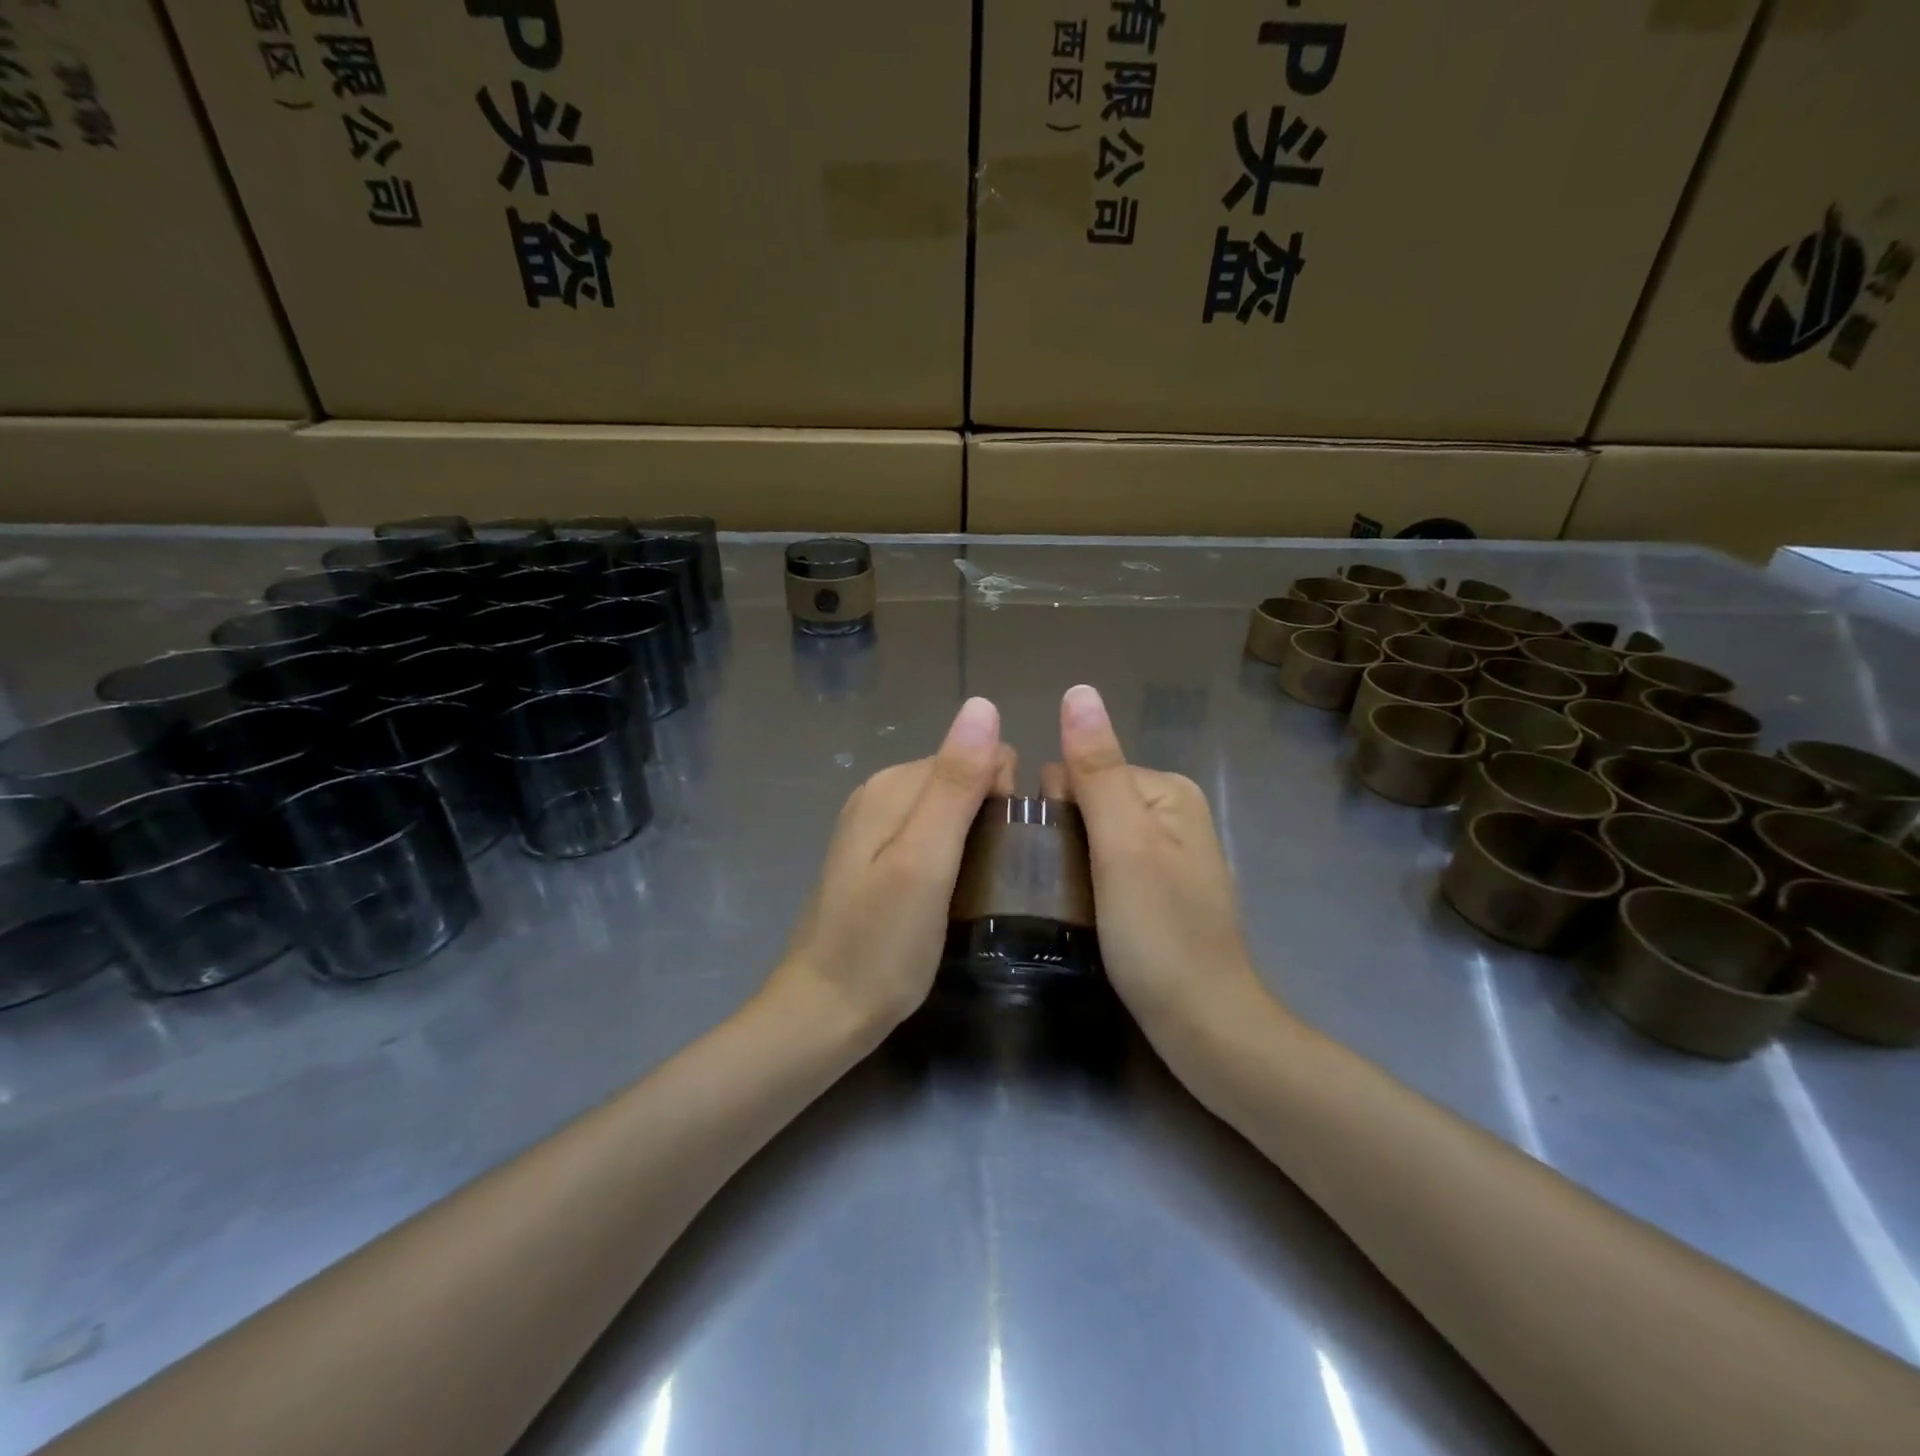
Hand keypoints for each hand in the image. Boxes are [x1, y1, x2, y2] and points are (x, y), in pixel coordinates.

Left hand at [772, 697, 1012, 1039]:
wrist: (823, 1012)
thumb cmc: (882, 944)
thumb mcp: (926, 861)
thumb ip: (956, 783)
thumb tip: (983, 704)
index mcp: (892, 785)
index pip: (976, 755)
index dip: (1001, 797)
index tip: (1000, 852)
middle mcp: (880, 794)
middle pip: (961, 780)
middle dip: (988, 816)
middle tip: (989, 878)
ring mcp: (874, 829)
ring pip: (950, 811)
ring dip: (973, 840)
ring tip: (975, 890)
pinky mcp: (876, 860)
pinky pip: (931, 838)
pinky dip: (953, 857)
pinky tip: (952, 895)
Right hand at [1056, 684, 1269, 1037]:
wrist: (1205, 1027)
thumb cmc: (1159, 933)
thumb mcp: (1122, 845)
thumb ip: (1097, 769)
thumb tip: (1078, 690)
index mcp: (1166, 789)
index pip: (1078, 770)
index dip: (1054, 811)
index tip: (1049, 860)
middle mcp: (1170, 810)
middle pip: (1084, 800)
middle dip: (1062, 837)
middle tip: (1060, 888)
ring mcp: (1167, 852)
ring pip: (1090, 836)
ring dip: (1069, 863)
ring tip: (1066, 905)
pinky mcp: (1158, 888)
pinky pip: (1105, 864)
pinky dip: (1086, 882)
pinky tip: (1083, 913)